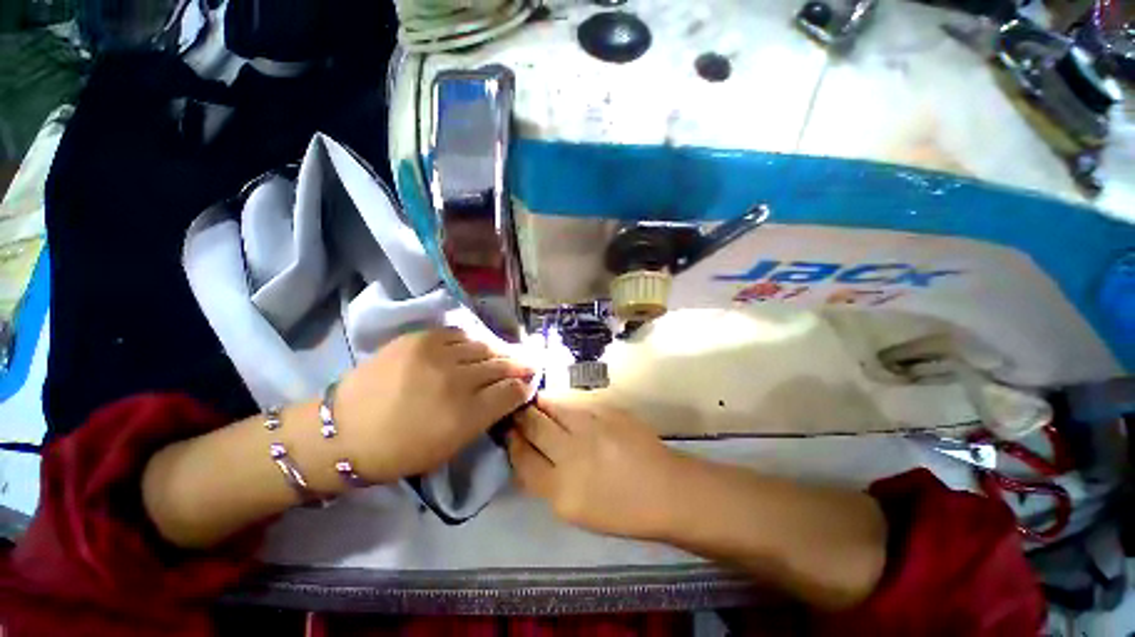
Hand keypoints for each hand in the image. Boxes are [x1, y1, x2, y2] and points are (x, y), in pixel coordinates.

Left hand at [335, 328, 532, 482]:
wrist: (342, 431)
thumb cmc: (399, 451)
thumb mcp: (450, 447)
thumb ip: (485, 419)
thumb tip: (509, 395)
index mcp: (465, 416)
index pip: (512, 392)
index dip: (525, 387)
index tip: (528, 385)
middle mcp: (457, 381)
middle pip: (503, 365)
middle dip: (520, 366)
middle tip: (529, 364)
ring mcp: (438, 355)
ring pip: (485, 346)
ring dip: (499, 352)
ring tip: (505, 355)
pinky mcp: (420, 338)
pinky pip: (460, 334)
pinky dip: (473, 342)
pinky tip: (475, 348)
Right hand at [507, 398, 682, 538]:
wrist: (665, 489)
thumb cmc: (619, 509)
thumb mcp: (573, 509)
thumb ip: (545, 479)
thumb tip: (525, 451)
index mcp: (561, 489)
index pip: (522, 457)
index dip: (512, 441)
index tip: (511, 433)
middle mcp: (572, 452)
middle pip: (532, 424)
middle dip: (521, 416)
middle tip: (519, 412)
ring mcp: (591, 426)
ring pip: (551, 404)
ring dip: (540, 403)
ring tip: (538, 404)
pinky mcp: (606, 408)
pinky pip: (573, 399)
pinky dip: (562, 400)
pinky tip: (563, 404)